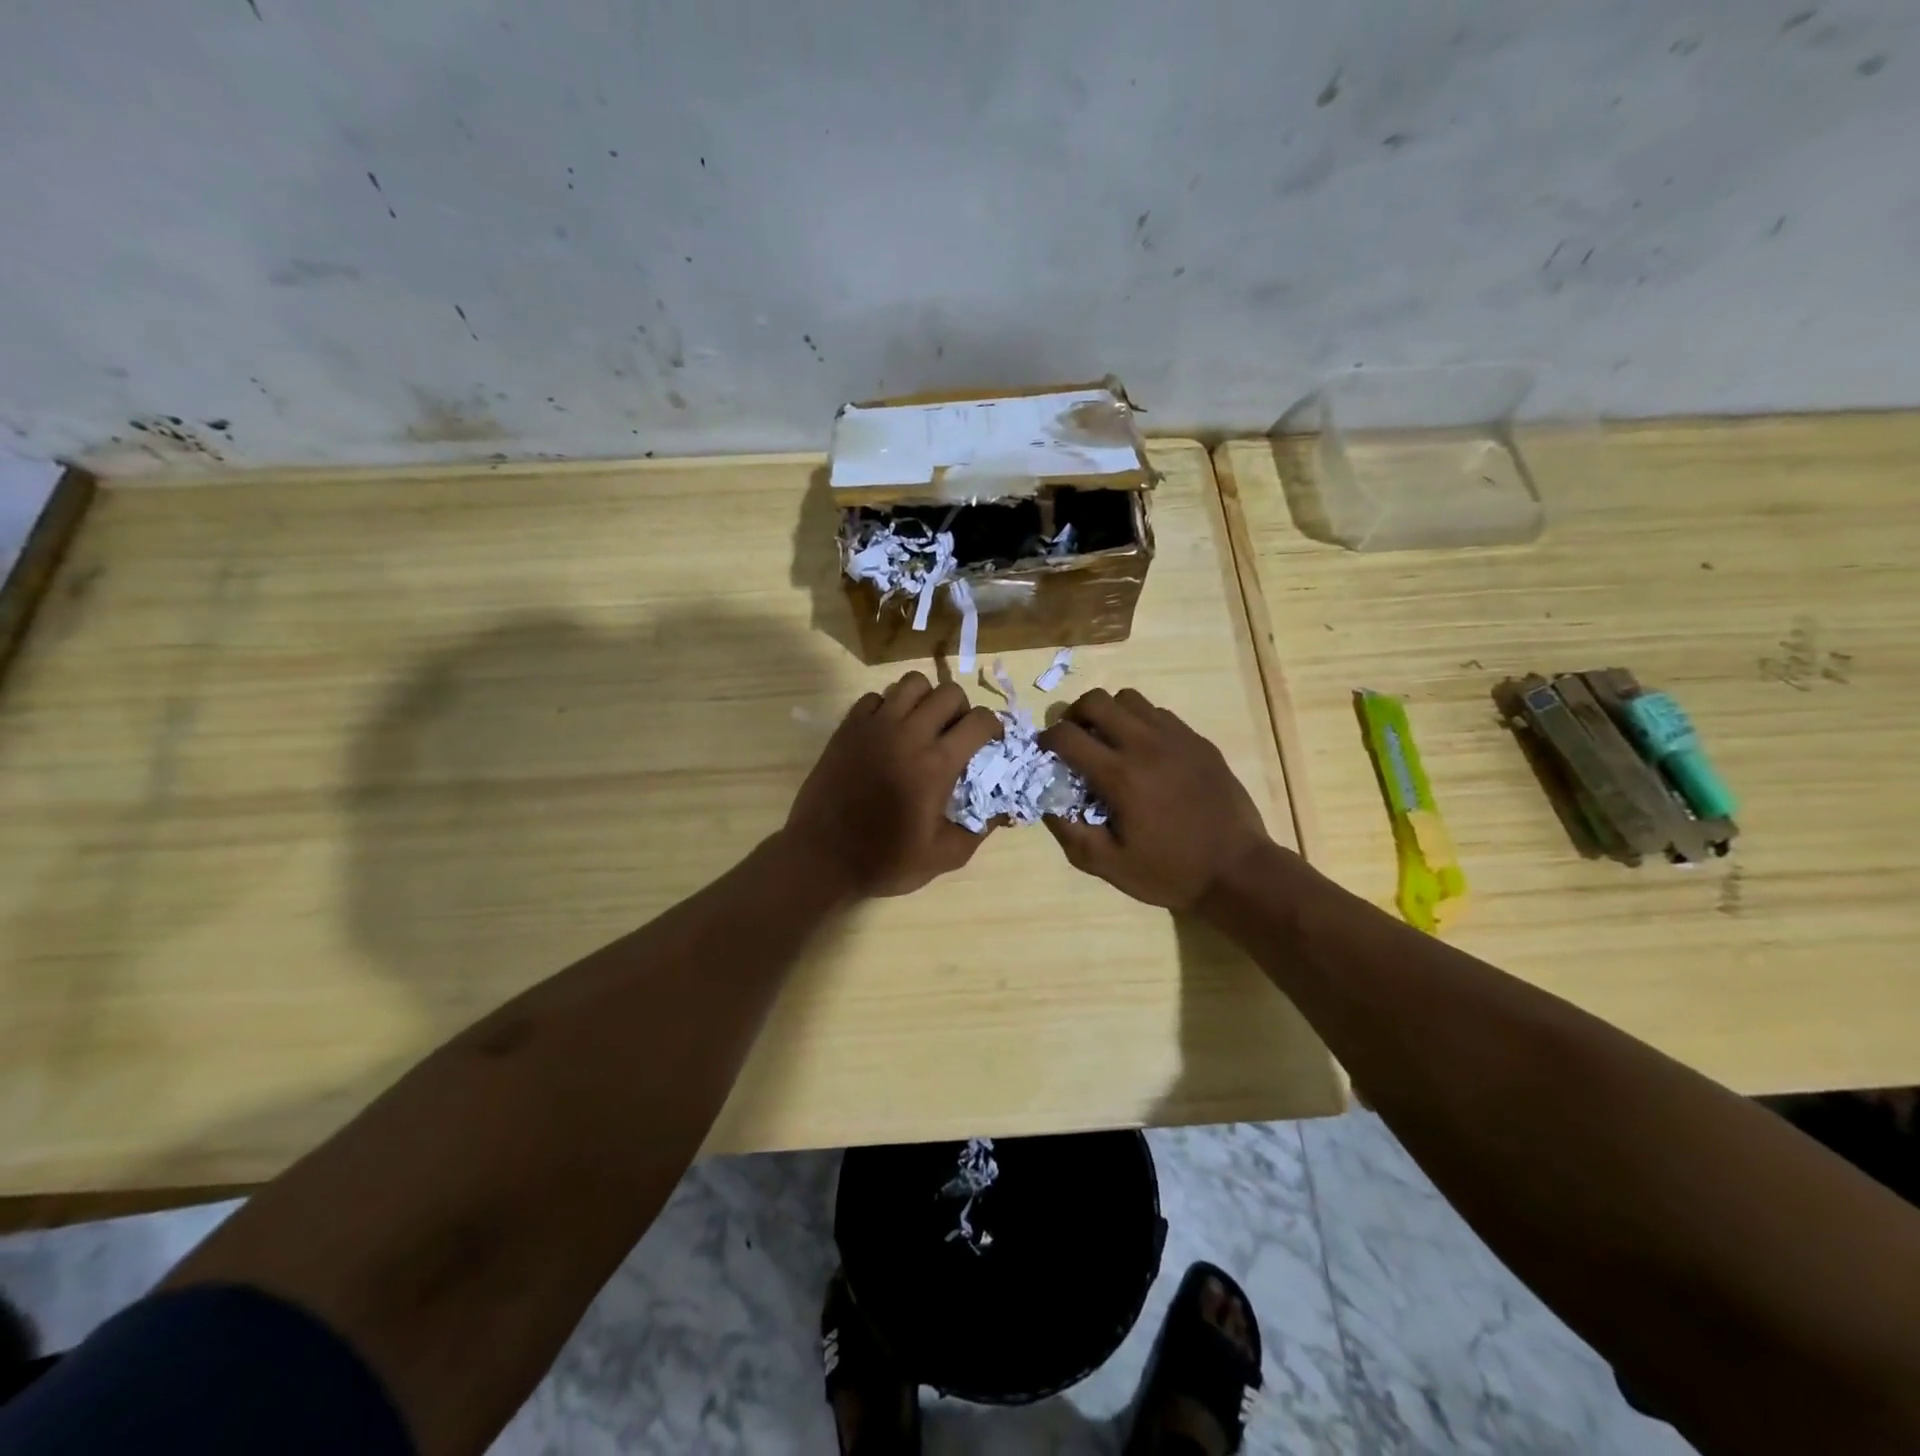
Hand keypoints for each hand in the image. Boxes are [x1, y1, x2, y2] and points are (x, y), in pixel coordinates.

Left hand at [784, 671, 1002, 898]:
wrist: (822, 858)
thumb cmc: (885, 860)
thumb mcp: (944, 856)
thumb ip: (980, 829)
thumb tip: (1004, 808)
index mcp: (936, 764)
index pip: (979, 720)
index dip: (993, 727)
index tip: (990, 743)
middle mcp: (908, 735)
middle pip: (949, 692)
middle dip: (962, 709)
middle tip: (956, 734)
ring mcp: (874, 726)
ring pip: (911, 683)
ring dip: (926, 699)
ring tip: (922, 725)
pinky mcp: (848, 728)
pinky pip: (875, 697)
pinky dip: (889, 707)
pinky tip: (888, 733)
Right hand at [1040, 687, 1272, 909]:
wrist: (1238, 869)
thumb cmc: (1170, 871)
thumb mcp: (1110, 866)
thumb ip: (1071, 834)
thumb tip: (1047, 804)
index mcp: (1120, 776)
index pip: (1068, 736)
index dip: (1047, 740)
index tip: (1045, 752)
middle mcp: (1146, 745)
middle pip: (1097, 701)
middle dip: (1074, 715)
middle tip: (1073, 739)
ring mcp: (1177, 738)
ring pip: (1129, 699)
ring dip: (1109, 714)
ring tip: (1108, 741)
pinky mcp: (1198, 741)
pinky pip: (1159, 714)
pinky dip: (1140, 722)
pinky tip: (1144, 752)